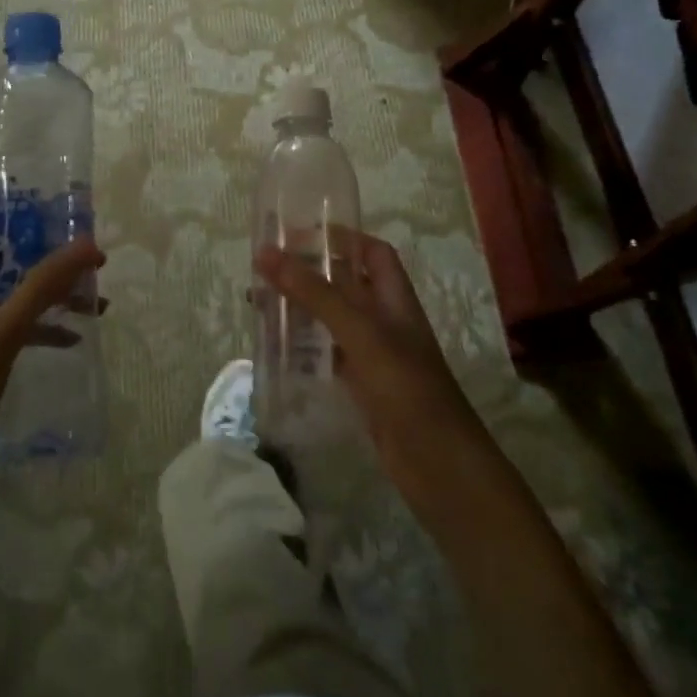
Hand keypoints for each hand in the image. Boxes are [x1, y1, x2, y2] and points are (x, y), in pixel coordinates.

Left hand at [0, 217, 104, 528]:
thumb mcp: (3, 332)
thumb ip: (43, 287)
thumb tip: (86, 242)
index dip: (11, 215)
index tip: (55, 216)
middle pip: (4, 262)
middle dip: (45, 257)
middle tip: (88, 260)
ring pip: (15, 298)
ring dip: (51, 295)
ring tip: (95, 302)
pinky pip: (15, 332)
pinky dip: (44, 330)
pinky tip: (73, 340)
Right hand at [254, 232, 484, 519]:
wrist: (438, 465)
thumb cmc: (405, 386)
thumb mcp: (359, 331)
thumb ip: (314, 292)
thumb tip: (266, 253)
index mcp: (394, 298)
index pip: (373, 252)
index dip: (343, 237)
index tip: (300, 232)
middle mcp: (385, 320)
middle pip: (346, 284)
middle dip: (309, 272)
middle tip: (265, 267)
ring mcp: (373, 355)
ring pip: (332, 319)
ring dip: (301, 308)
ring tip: (259, 302)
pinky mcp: (362, 386)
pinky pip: (327, 354)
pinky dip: (304, 346)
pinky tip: (277, 346)